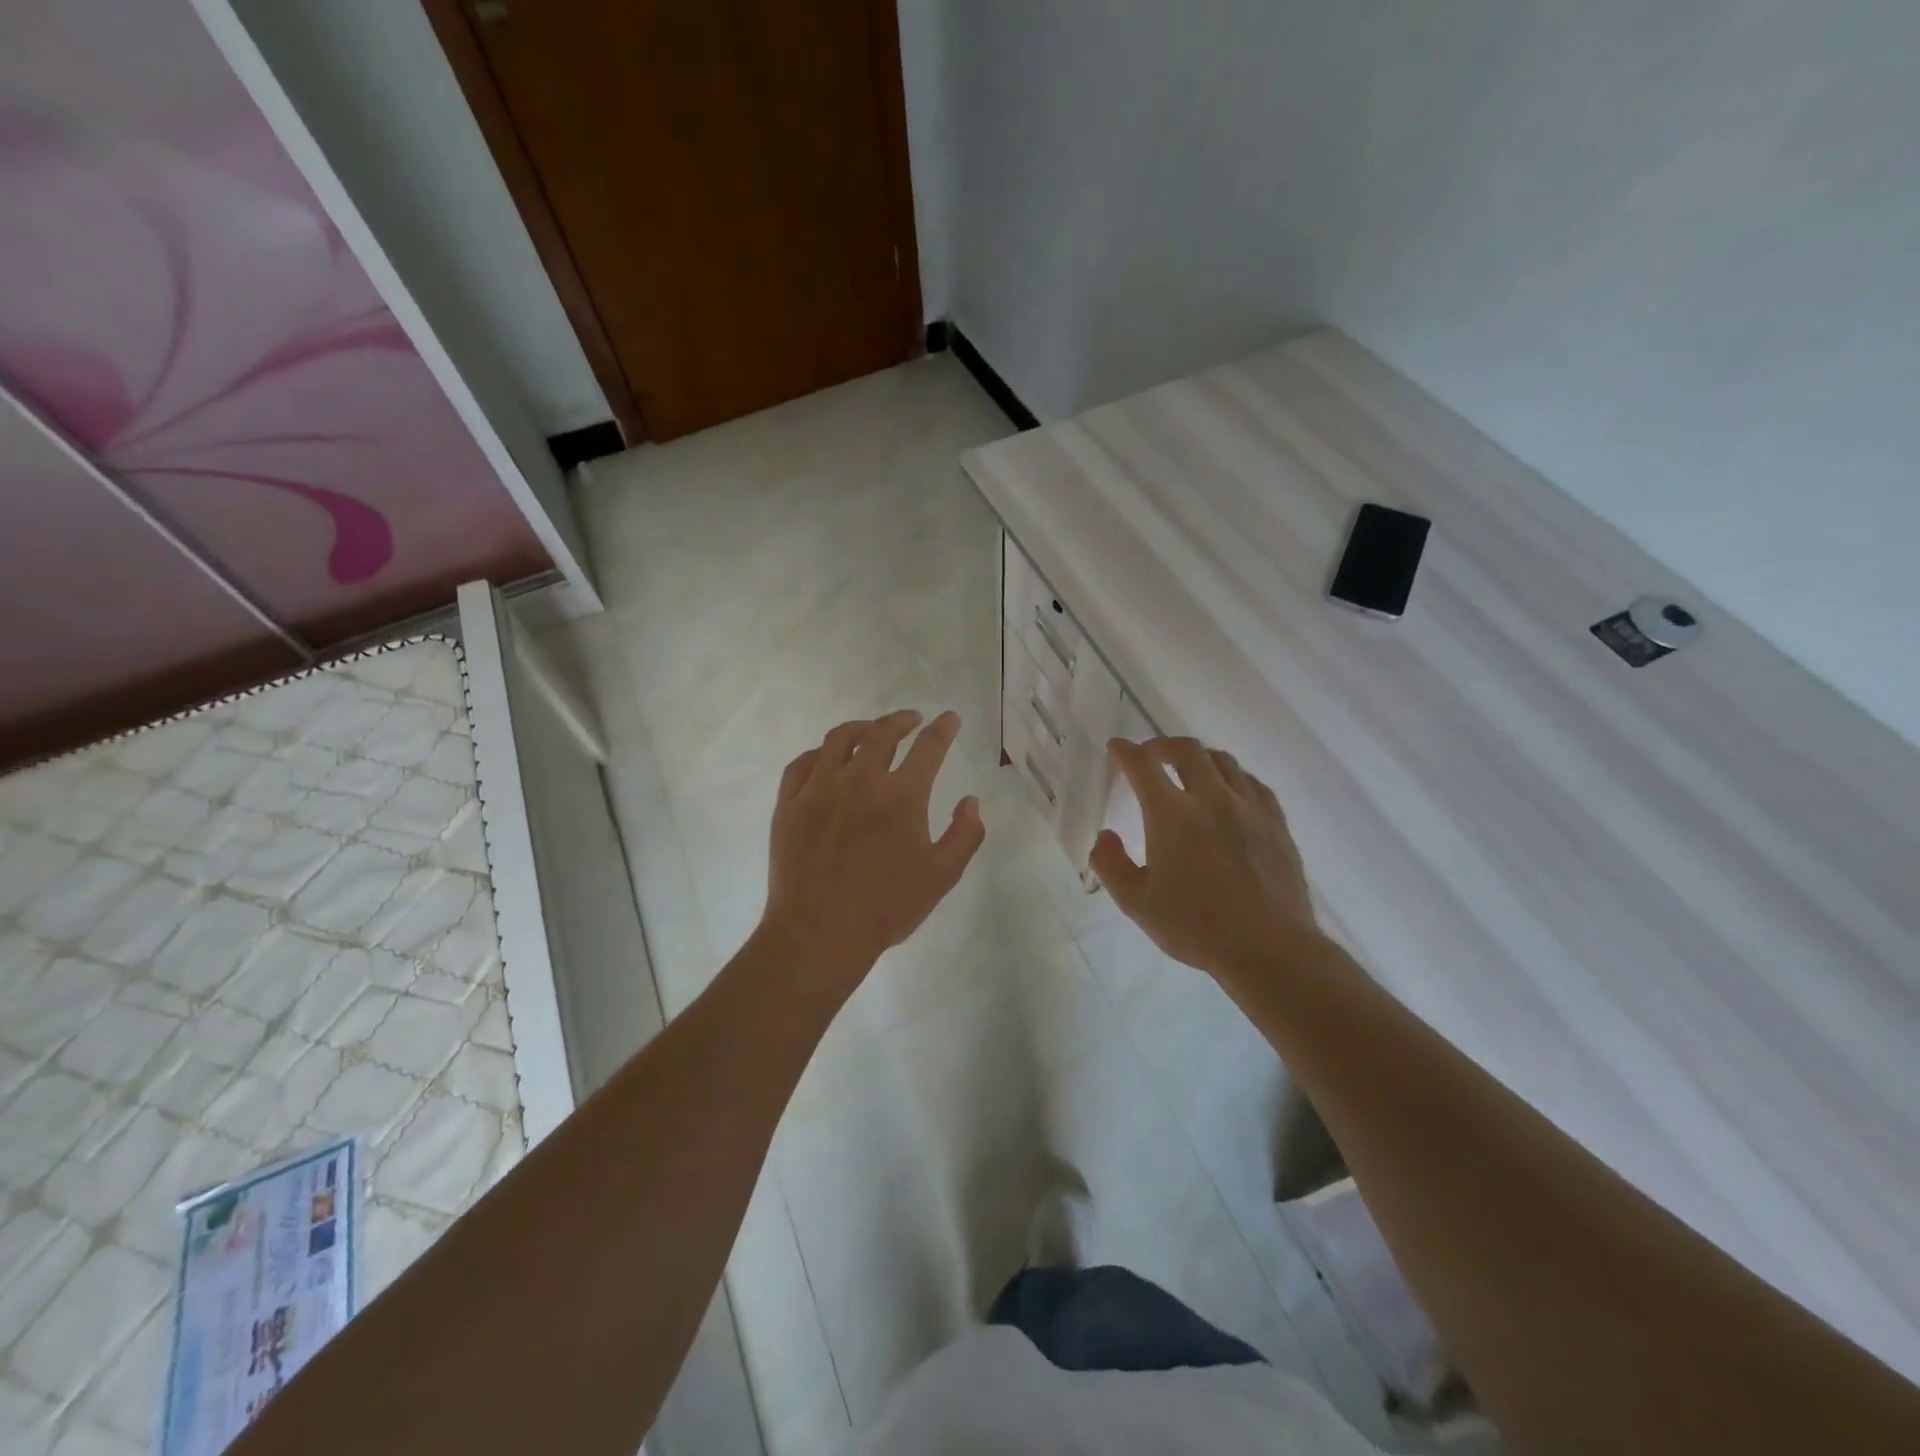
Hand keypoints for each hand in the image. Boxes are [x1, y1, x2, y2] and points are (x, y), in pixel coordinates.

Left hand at [760, 710, 985, 1003]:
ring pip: (840, 739)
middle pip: (883, 733)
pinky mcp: (789, 803)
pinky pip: (802, 763)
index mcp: (902, 795)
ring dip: (861, 728)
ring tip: (870, 730)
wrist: (820, 932)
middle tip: (911, 719)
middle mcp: (861, 779)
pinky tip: (826, 758)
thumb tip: (971, 801)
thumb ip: (965, 835)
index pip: (929, 747)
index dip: (943, 728)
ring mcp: (820, 788)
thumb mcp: (942, 876)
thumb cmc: (887, 907)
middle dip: (902, 720)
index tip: (949, 718)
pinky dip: (819, 753)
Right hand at [1089, 737, 1319, 982]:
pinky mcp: (1276, 824)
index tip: (1116, 747)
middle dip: (1163, 745)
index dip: (1126, 752)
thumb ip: (1111, 865)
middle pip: (1188, 751)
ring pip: (1224, 762)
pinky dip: (1234, 777)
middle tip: (1151, 755)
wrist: (1268, 948)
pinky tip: (1231, 791)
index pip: (1143, 766)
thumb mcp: (1136, 903)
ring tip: (1189, 769)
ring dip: (1200, 757)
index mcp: (1172, 815)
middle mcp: (1211, 799)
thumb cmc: (1196, 927)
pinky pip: (1253, 784)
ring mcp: (1249, 809)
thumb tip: (1105, 836)